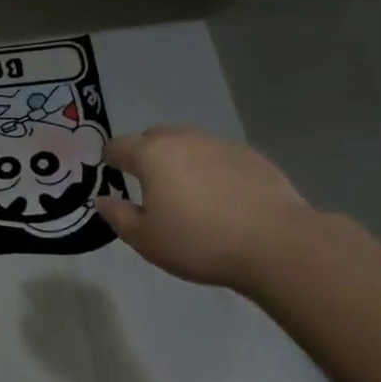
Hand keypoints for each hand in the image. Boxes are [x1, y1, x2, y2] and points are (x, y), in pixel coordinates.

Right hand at [97, 127, 312, 289]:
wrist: (278, 244)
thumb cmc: (201, 243)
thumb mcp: (148, 241)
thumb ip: (119, 217)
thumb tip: (102, 200)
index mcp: (152, 155)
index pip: (119, 146)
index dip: (112, 160)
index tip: (116, 177)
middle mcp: (183, 140)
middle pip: (154, 137)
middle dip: (148, 155)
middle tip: (154, 187)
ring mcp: (220, 144)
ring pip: (190, 143)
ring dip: (182, 160)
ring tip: (192, 193)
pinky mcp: (252, 156)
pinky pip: (220, 156)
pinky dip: (214, 169)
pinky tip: (226, 199)